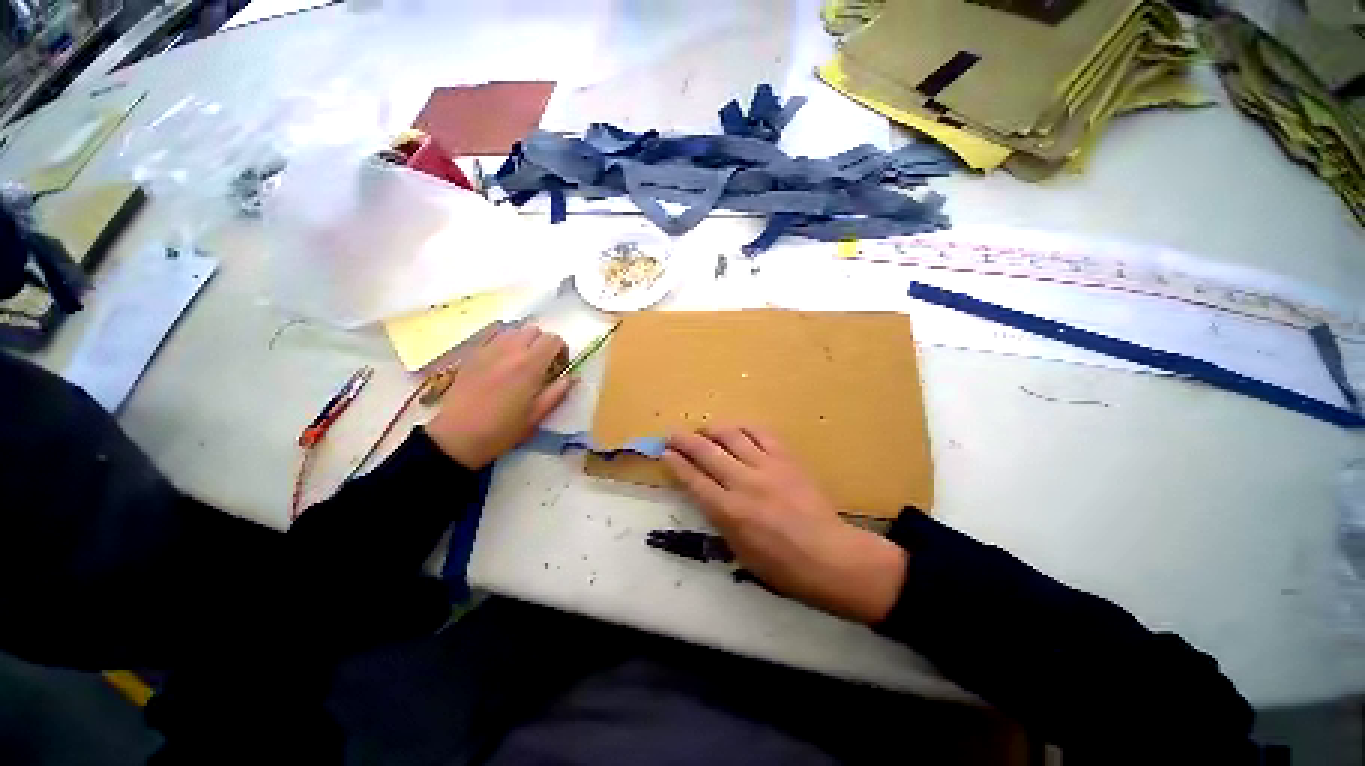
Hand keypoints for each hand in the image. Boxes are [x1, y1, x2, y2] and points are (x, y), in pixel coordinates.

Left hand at [424, 325, 571, 468]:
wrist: (457, 437)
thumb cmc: (502, 429)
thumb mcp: (537, 415)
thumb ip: (557, 392)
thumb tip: (572, 376)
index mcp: (529, 366)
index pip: (553, 339)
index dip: (561, 349)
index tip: (559, 365)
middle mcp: (510, 351)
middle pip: (534, 330)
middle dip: (543, 343)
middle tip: (542, 363)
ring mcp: (488, 351)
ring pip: (513, 331)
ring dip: (523, 341)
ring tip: (522, 362)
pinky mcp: (472, 355)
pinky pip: (494, 338)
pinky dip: (505, 344)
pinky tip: (502, 363)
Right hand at [662, 425, 907, 624]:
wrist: (830, 557)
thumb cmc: (782, 566)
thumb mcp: (740, 552)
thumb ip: (720, 519)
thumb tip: (707, 494)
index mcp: (730, 511)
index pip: (693, 479)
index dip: (676, 463)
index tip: (664, 452)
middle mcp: (744, 483)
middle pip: (706, 452)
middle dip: (684, 440)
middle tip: (671, 435)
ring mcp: (767, 466)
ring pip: (732, 436)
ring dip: (712, 429)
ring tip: (703, 430)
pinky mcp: (787, 458)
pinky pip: (762, 433)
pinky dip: (744, 427)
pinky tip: (737, 429)